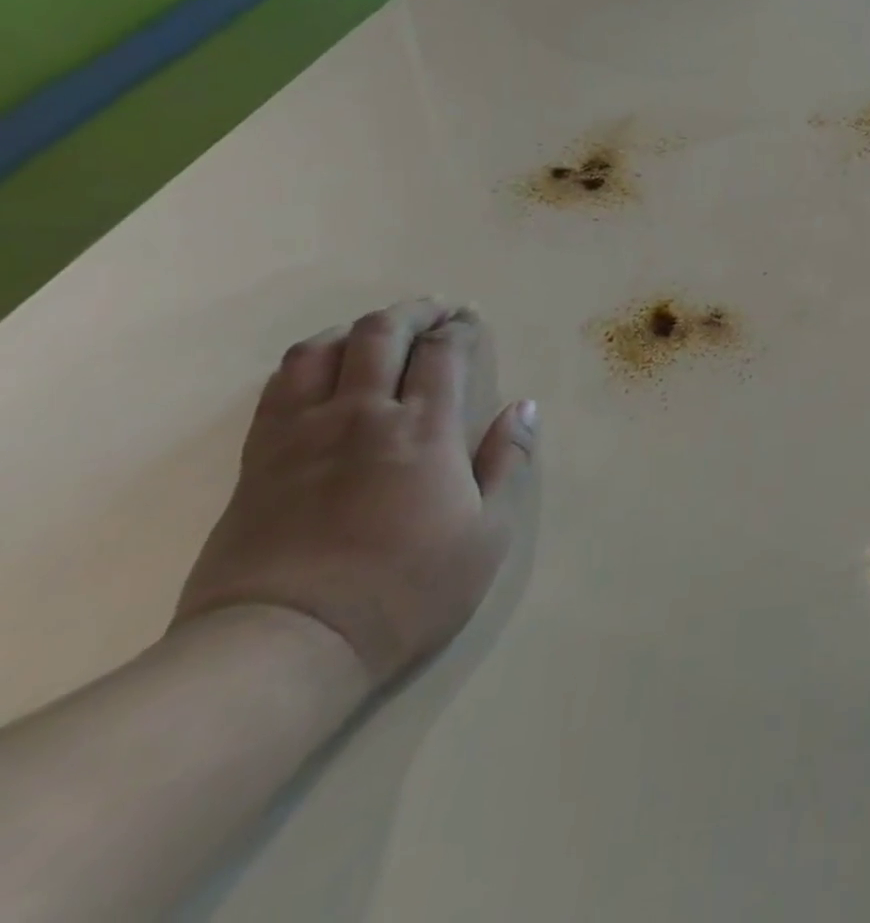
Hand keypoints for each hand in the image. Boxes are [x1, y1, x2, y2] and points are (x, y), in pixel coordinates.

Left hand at [175, 300, 539, 689]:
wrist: (285, 645)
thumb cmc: (406, 589)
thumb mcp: (487, 533)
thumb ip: (506, 462)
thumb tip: (525, 407)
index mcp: (424, 429)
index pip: (444, 352)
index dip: (461, 328)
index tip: (471, 320)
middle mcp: (362, 415)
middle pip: (382, 335)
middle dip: (414, 313)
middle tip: (436, 311)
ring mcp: (303, 434)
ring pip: (322, 351)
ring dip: (356, 330)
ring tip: (376, 332)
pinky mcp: (258, 461)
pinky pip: (279, 388)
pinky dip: (306, 361)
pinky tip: (320, 369)